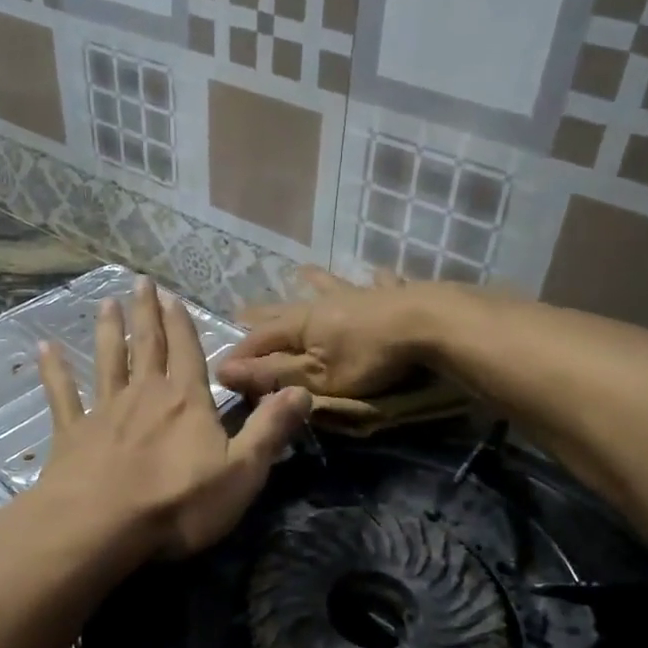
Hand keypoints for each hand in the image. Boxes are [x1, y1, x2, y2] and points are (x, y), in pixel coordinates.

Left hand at [36, 278, 311, 559]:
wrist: (102, 526)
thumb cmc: (179, 502)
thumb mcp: (243, 471)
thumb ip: (270, 429)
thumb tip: (302, 390)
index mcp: (186, 402)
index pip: (188, 352)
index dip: (182, 324)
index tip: (172, 295)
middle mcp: (145, 395)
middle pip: (147, 346)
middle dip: (146, 314)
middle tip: (140, 282)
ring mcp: (104, 412)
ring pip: (107, 361)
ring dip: (108, 331)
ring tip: (106, 303)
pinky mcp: (71, 435)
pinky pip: (62, 396)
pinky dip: (54, 371)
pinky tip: (44, 349)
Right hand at [217, 267, 449, 399]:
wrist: (426, 326)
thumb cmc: (367, 358)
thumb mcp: (316, 376)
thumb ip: (273, 374)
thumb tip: (224, 370)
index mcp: (300, 324)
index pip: (259, 339)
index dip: (240, 355)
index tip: (222, 369)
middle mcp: (324, 303)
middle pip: (286, 309)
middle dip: (263, 313)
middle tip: (241, 309)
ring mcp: (358, 295)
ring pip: (329, 286)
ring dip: (314, 281)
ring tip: (303, 271)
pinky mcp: (392, 294)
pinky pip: (379, 283)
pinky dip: (375, 280)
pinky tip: (378, 274)